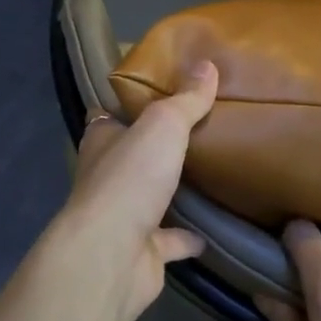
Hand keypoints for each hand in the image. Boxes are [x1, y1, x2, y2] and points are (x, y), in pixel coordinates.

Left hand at [57, 61, 217, 320]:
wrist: (112, 256)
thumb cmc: (130, 179)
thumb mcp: (162, 126)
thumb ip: (185, 100)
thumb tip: (207, 64)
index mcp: (103, 140)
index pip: (112, 113)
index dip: (132, 102)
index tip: (162, 91)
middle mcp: (107, 175)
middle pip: (134, 154)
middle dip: (158, 145)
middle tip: (201, 129)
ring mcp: (124, 216)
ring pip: (152, 197)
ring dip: (174, 190)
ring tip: (214, 173)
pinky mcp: (143, 251)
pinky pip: (172, 240)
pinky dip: (190, 237)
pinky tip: (217, 229)